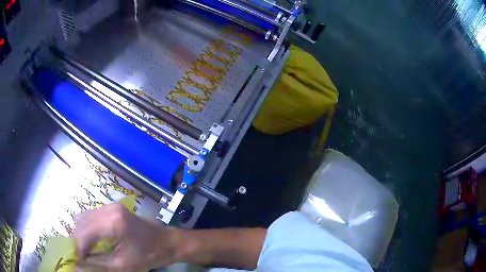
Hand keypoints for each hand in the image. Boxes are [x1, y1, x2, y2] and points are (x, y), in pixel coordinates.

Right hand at [73, 203, 180, 270]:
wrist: (166, 242)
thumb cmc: (148, 256)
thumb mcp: (122, 265)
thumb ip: (97, 264)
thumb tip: (78, 264)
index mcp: (113, 223)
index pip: (84, 233)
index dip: (78, 248)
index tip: (76, 260)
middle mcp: (109, 209)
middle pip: (81, 222)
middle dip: (78, 240)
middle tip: (81, 255)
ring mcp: (110, 206)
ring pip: (84, 217)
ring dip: (81, 233)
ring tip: (86, 249)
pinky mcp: (112, 208)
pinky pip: (92, 216)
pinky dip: (88, 228)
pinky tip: (93, 240)